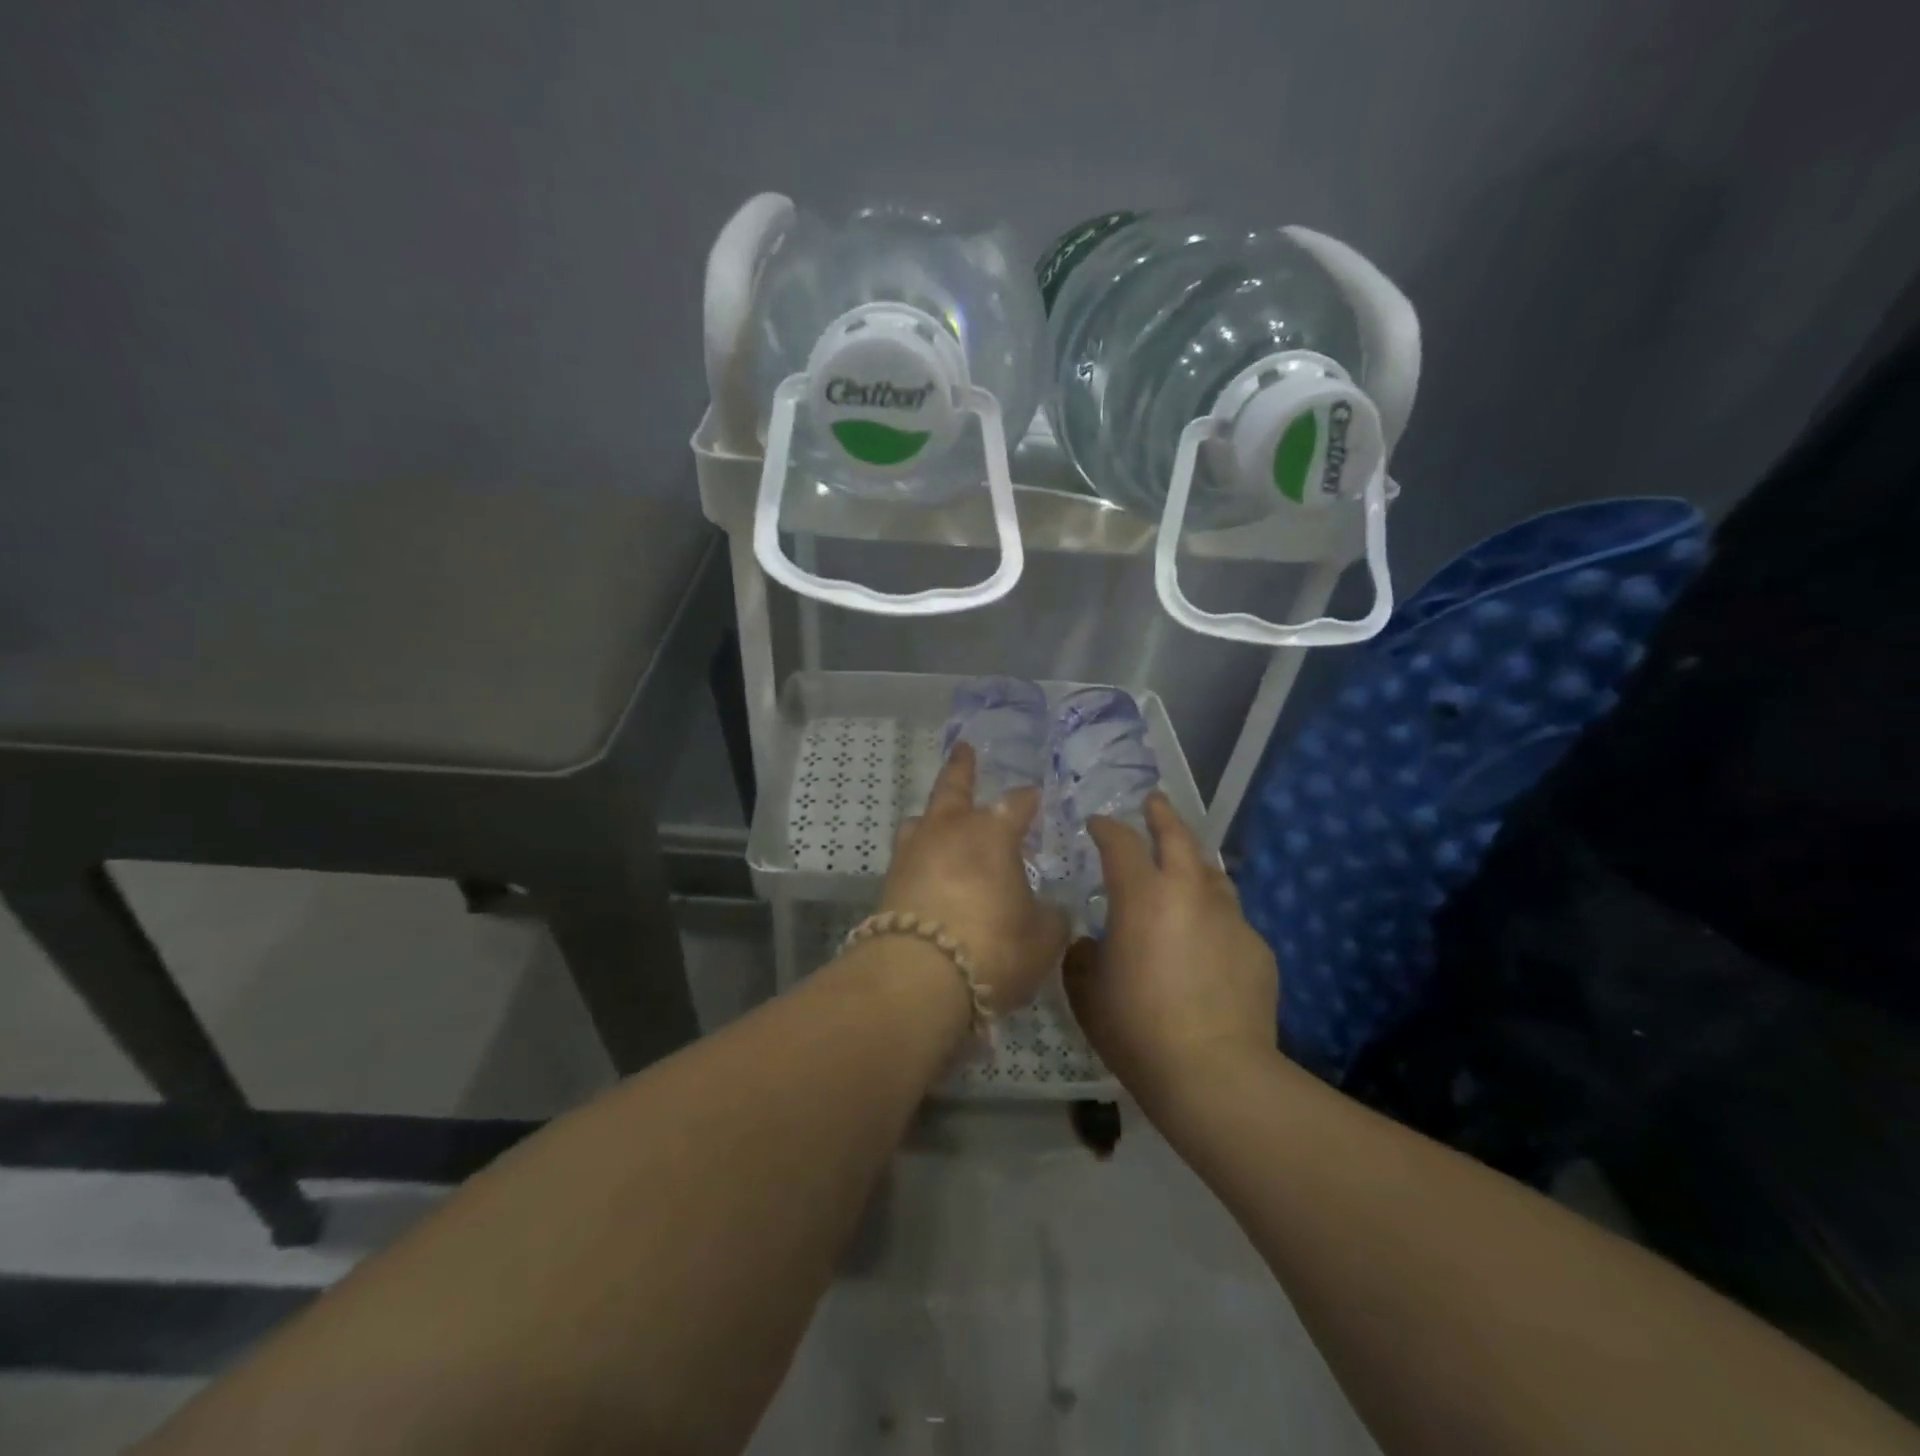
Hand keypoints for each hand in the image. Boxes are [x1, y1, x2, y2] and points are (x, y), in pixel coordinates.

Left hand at [880, 743, 1067, 1012]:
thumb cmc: (993, 948)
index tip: (1035, 798)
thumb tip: (1050, 909)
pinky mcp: (890, 881)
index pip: (1017, 804)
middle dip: (962, 767)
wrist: (919, 978)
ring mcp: (914, 853)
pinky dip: (921, 855)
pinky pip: (908, 855)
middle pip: (955, 787)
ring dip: (933, 813)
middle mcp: (950, 831)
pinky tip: (927, 868)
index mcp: (993, 833)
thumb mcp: (1042, 938)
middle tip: (964, 748)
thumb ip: (1050, 917)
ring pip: (921, 818)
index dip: (1028, 800)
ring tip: (938, 816)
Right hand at [1063, 793, 1278, 1101]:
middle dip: (1163, 815)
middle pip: (1178, 836)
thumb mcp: (1087, 992)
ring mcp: (1230, 918)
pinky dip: (1214, 917)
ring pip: (1212, 874)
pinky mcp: (1258, 948)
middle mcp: (1189, 893)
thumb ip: (1081, 957)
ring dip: (1193, 863)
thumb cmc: (1137, 1027)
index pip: (1121, 842)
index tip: (1097, 824)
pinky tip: (1207, 942)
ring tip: (1184, 867)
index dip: (1107, 828)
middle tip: (1154, 803)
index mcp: (1142, 896)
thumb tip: (1089, 944)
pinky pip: (1231, 919)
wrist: (1214, 1073)